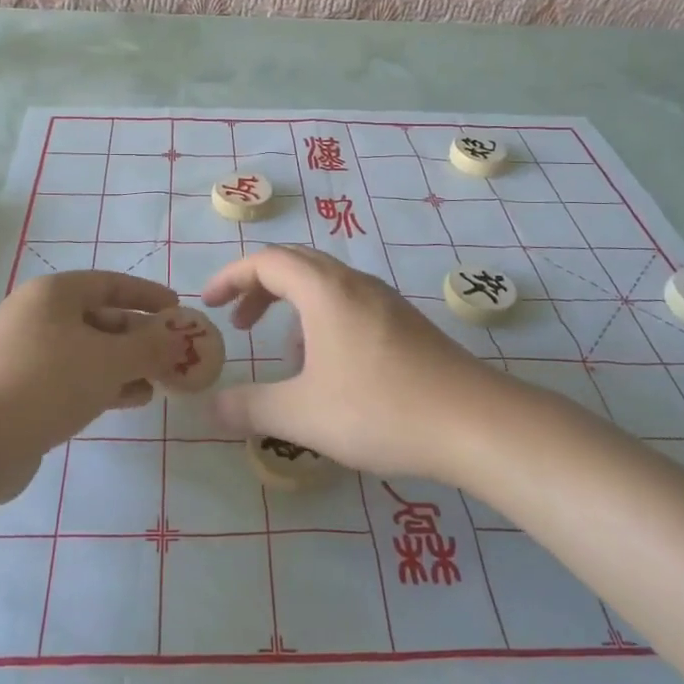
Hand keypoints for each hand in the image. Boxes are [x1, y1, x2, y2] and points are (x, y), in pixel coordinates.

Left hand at [0, 271, 179, 464]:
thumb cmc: (48, 382)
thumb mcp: (110, 360)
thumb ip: (150, 347)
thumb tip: (178, 339)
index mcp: (53, 294)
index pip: (110, 283)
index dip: (147, 295)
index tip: (178, 309)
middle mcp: (37, 316)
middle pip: (100, 317)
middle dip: (139, 335)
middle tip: (173, 353)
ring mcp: (26, 354)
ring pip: (88, 351)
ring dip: (125, 363)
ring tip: (160, 380)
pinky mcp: (22, 390)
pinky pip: (73, 377)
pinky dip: (104, 384)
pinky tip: (132, 399)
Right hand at [203, 247, 498, 481]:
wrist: (475, 423)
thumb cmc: (380, 408)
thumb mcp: (303, 414)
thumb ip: (250, 407)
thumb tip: (210, 407)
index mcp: (324, 289)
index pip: (266, 261)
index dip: (231, 277)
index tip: (208, 304)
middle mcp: (354, 283)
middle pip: (295, 264)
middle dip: (259, 288)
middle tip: (239, 324)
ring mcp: (385, 301)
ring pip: (325, 285)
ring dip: (293, 307)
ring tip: (286, 357)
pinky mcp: (405, 323)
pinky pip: (349, 304)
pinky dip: (322, 322)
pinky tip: (330, 370)